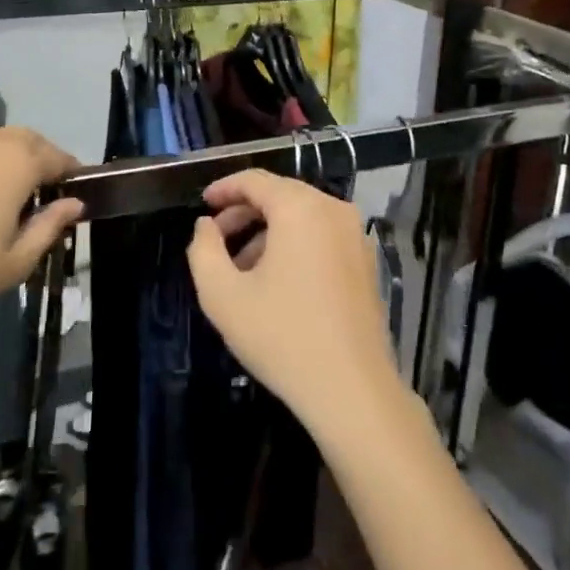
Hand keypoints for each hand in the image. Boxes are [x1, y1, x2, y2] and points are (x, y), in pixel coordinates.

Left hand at [0, 126, 84, 344]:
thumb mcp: (15, 262)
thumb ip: (50, 227)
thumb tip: (73, 204)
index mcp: (18, 161)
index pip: (58, 157)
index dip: (71, 174)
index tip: (73, 194)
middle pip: (27, 140)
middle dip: (40, 160)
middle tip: (41, 193)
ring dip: (6, 158)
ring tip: (1, 193)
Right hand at [187, 171, 401, 439]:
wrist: (352, 389)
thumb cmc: (282, 336)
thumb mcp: (222, 295)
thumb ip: (203, 250)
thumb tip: (205, 225)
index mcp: (300, 208)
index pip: (255, 180)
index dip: (224, 188)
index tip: (202, 204)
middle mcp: (333, 209)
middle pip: (280, 195)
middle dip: (244, 212)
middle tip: (216, 239)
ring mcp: (356, 235)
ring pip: (302, 216)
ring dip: (268, 231)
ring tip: (241, 267)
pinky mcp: (366, 260)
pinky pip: (322, 235)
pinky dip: (295, 244)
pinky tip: (276, 281)